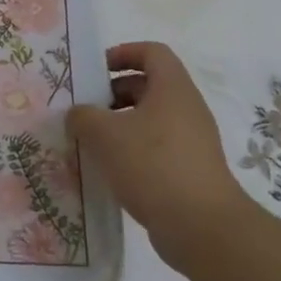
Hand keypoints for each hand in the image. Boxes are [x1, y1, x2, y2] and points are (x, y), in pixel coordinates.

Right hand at [66, 41, 253, 271]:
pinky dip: (131, 151)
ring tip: (90, 142)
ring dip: (119, 125)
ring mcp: (191, 142)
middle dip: (113, 93)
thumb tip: (78, 115)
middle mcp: (186, 109)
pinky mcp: (189, 170)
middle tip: (84, 110)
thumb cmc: (153, 166)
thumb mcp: (105, 134)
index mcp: (173, 89)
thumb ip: (83, 116)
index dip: (123, 53)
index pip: (152, 52)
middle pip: (148, 86)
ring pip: (149, 119)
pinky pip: (155, 148)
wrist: (202, 227)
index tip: (95, 71)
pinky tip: (108, 170)